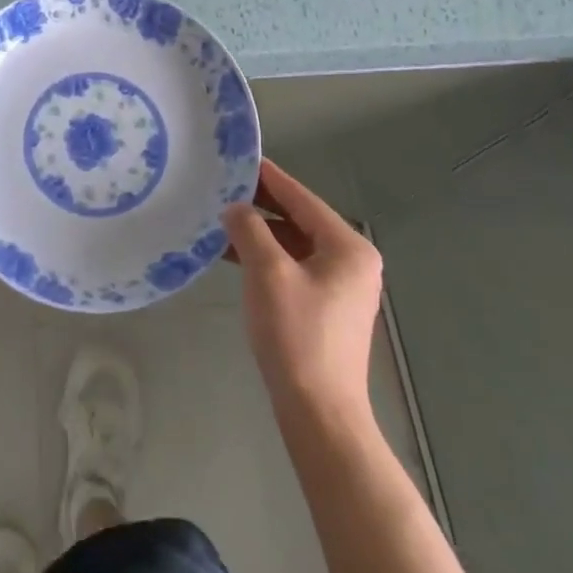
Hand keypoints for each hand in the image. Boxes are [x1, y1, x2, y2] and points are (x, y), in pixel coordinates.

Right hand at [222, 159, 383, 420]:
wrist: (319, 414)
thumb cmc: (296, 335)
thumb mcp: (267, 273)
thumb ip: (249, 229)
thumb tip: (235, 208)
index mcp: (347, 246)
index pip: (301, 198)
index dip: (268, 177)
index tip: (238, 158)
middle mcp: (352, 260)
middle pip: (299, 219)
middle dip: (261, 205)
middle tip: (222, 187)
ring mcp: (342, 286)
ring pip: (294, 245)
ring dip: (260, 233)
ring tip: (220, 219)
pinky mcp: (327, 308)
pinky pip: (294, 267)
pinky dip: (267, 258)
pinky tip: (234, 255)